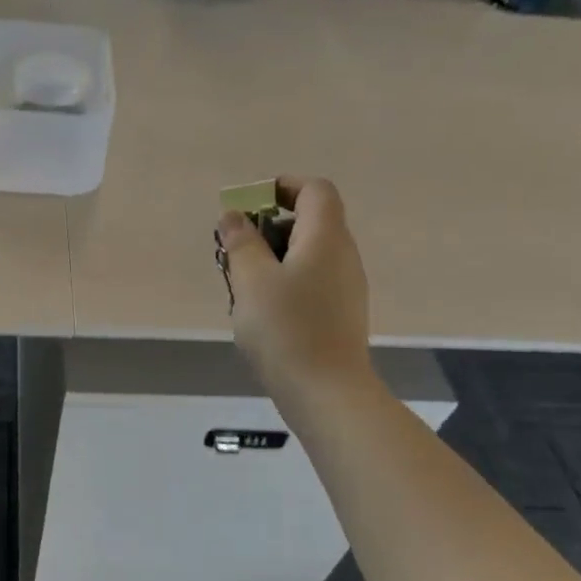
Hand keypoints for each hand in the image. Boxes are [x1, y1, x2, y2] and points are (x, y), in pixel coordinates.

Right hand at [217, 177, 375, 401]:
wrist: (327, 393)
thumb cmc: (286, 329)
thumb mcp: (251, 280)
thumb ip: (241, 242)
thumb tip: (234, 216)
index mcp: (325, 238)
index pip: (315, 190)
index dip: (283, 187)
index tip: (249, 204)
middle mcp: (343, 255)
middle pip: (311, 221)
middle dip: (269, 227)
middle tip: (236, 249)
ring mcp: (346, 286)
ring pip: (309, 253)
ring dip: (275, 257)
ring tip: (243, 284)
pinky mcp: (342, 313)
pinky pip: (313, 280)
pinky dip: (287, 281)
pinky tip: (263, 311)